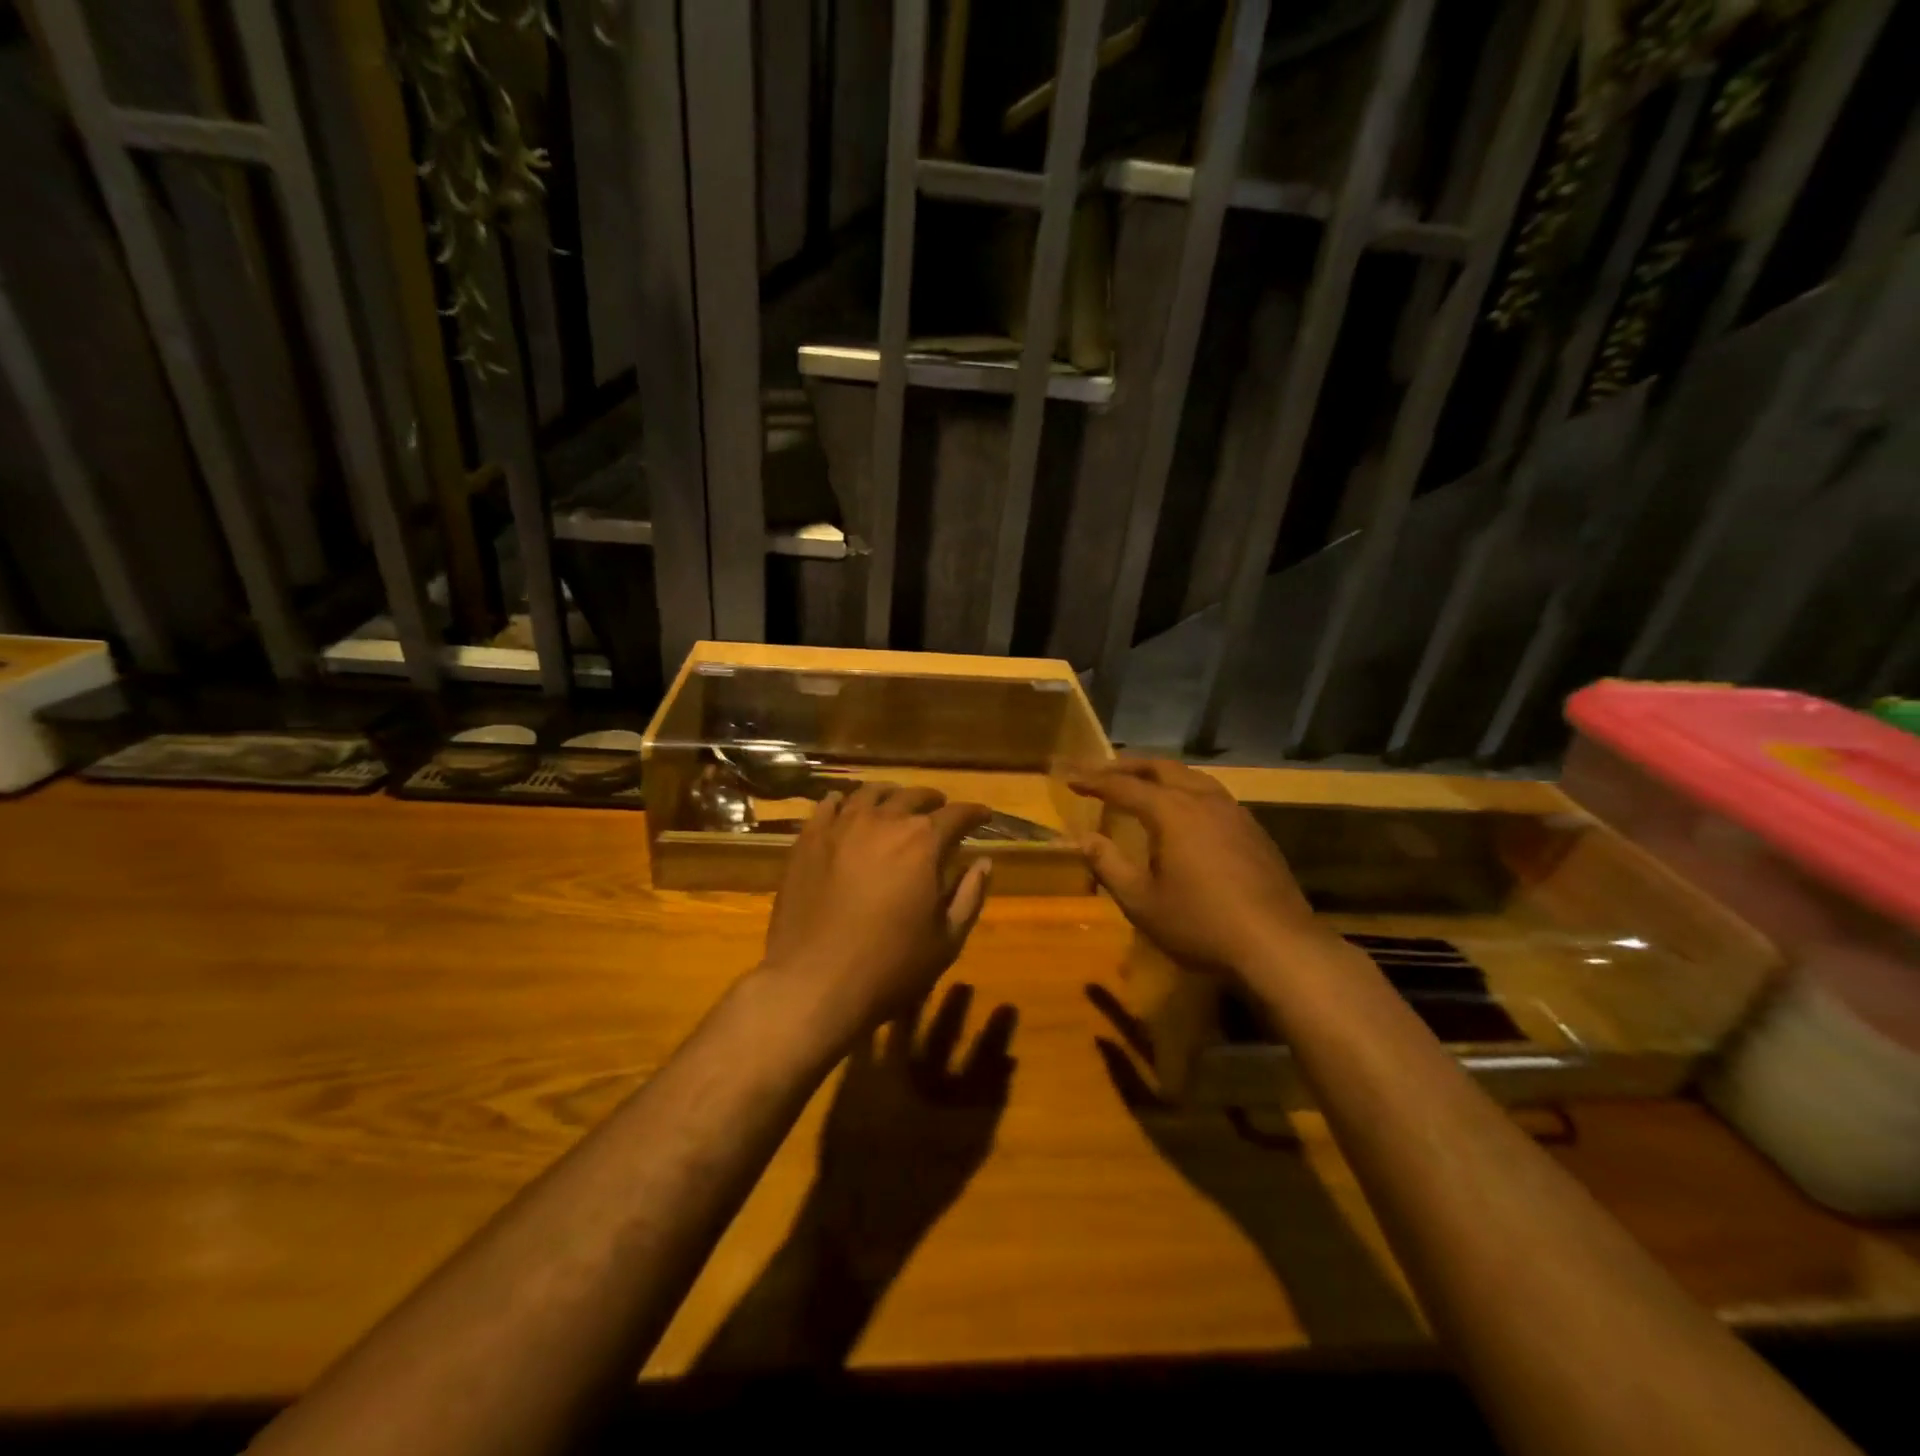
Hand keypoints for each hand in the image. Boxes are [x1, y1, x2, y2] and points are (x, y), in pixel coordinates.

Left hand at [761, 783, 991, 1043]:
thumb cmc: (890, 966)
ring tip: (895, 801)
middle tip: (940, 808)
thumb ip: (969, 895)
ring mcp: (841, 827)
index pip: (957, 814)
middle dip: (932, 800)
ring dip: (890, 795)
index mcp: (923, 842)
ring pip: (870, 794)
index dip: (974, 813)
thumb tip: (984, 862)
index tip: (983, 816)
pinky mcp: (807, 840)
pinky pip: (827, 806)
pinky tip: (845, 806)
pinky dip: (843, 802)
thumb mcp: (946, 939)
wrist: (813, 982)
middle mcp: (883, 822)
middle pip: (913, 797)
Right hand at [1070, 759, 1322, 973]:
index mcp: (1172, 811)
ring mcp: (1234, 812)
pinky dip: (1185, 790)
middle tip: (1101, 772)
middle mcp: (1203, 800)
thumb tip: (1083, 838)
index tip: (1069, 777)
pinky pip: (1211, 794)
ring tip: (1141, 784)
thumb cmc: (1200, 923)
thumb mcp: (1142, 902)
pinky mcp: (1253, 831)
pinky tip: (1184, 812)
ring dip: (1160, 774)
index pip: (1123, 786)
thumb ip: (1109, 865)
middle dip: (1127, 766)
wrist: (1278, 945)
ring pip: (1191, 776)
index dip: (1093, 780)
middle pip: (1160, 768)